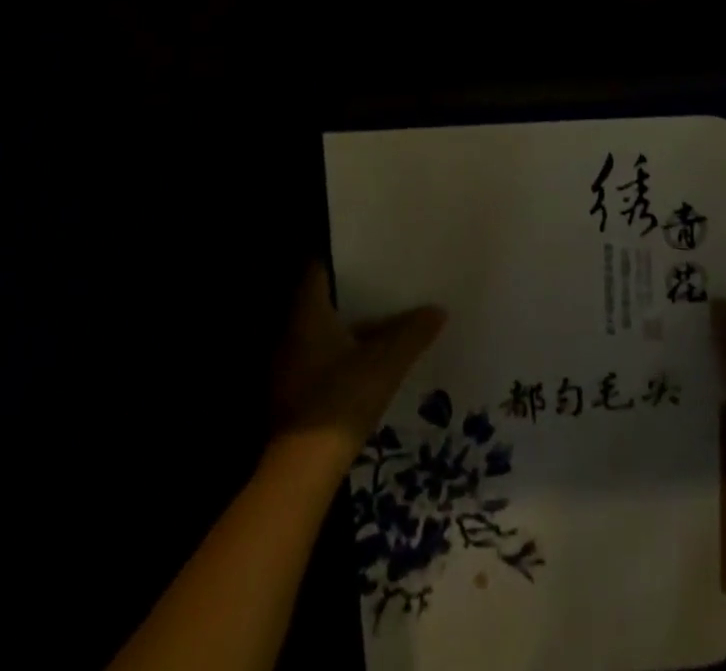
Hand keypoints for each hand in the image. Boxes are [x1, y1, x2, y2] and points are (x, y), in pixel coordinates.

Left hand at [270, 264, 446, 473]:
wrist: (304, 470)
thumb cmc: (343, 398)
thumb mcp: (387, 362)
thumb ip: (413, 333)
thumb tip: (438, 310)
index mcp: (307, 314)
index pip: (318, 270)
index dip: (341, 259)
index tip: (368, 254)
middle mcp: (290, 332)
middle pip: (320, 301)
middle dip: (350, 295)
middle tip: (384, 286)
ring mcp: (287, 365)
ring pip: (320, 333)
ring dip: (346, 328)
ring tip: (382, 323)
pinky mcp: (292, 394)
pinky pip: (318, 360)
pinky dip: (338, 355)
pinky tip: (365, 363)